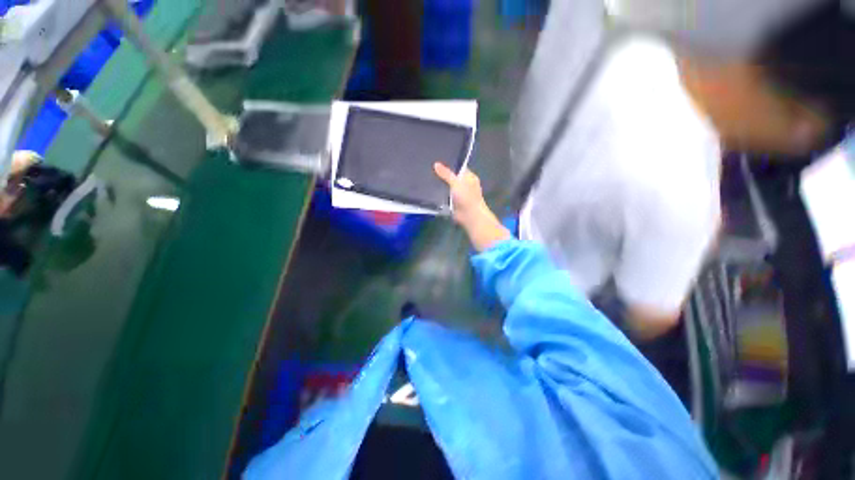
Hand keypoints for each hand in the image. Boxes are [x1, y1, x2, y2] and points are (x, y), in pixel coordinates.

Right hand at [433, 163, 488, 224]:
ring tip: (426, 178)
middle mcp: (465, 184)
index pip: (459, 167)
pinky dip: (440, 195)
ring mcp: (459, 194)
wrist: (469, 216)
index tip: (437, 161)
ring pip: (448, 187)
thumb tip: (436, 164)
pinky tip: (430, 191)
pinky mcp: (454, 203)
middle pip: (452, 177)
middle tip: (429, 169)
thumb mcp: (456, 182)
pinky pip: (445, 196)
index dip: (449, 164)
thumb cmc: (466, 197)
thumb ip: (446, 173)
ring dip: (440, 186)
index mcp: (469, 177)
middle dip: (443, 175)